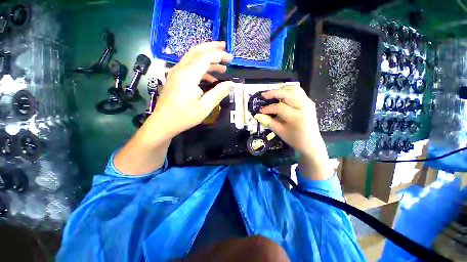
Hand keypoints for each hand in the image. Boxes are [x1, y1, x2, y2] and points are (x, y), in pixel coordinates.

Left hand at [147, 41, 233, 137]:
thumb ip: (218, 93)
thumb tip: (231, 84)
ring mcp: (176, 73)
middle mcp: (180, 69)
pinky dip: (201, 68)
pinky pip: (189, 67)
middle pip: (197, 51)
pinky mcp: (175, 78)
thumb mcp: (205, 107)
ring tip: (221, 66)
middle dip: (212, 48)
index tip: (231, 58)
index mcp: (188, 75)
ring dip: (207, 58)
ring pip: (192, 58)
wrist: (163, 123)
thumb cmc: (184, 116)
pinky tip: (210, 77)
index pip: (205, 57)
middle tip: (225, 48)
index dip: (219, 55)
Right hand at [254, 85, 333, 179]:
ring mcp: (308, 102)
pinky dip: (288, 91)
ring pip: (293, 89)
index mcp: (297, 117)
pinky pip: (298, 92)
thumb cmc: (295, 139)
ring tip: (272, 95)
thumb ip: (268, 122)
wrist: (311, 143)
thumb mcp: (280, 132)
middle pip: (287, 94)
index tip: (260, 111)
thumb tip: (257, 115)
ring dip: (281, 90)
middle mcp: (304, 106)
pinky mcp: (309, 102)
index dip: (268, 108)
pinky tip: (281, 96)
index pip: (280, 107)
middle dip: (273, 93)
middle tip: (263, 95)